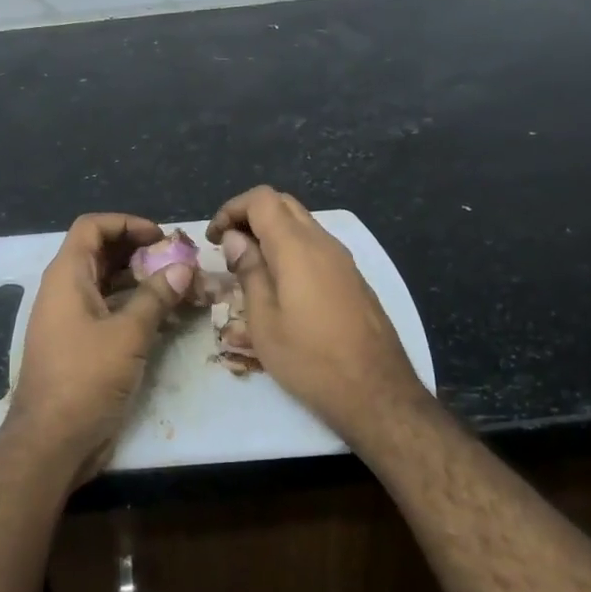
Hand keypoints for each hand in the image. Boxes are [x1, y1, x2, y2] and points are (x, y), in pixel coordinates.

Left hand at [4, 213, 192, 479]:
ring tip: (179, 285)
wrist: (51, 441)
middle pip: (101, 253)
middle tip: (178, 260)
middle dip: (139, 251)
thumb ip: (156, 297)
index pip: (92, 227)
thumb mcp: (127, 334)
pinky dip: (134, 306)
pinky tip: (165, 315)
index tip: (161, 237)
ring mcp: (70, 319)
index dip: (127, 223)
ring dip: (140, 280)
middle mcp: (64, 290)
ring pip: (107, 283)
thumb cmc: (85, 379)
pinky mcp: (80, 344)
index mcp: (67, 276)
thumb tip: (183, 267)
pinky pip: (108, 310)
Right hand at [206, 186, 427, 443]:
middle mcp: (323, 242)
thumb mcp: (264, 320)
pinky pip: (316, 246)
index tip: (213, 238)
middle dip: (250, 216)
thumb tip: (235, 238)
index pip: (261, 199)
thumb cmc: (310, 359)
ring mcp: (343, 259)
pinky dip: (291, 248)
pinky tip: (280, 283)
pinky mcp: (353, 278)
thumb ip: (249, 271)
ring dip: (271, 232)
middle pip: (283, 205)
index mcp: (297, 247)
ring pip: (302, 224)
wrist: (377, 392)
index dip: (231, 209)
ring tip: (249, 265)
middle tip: (228, 246)